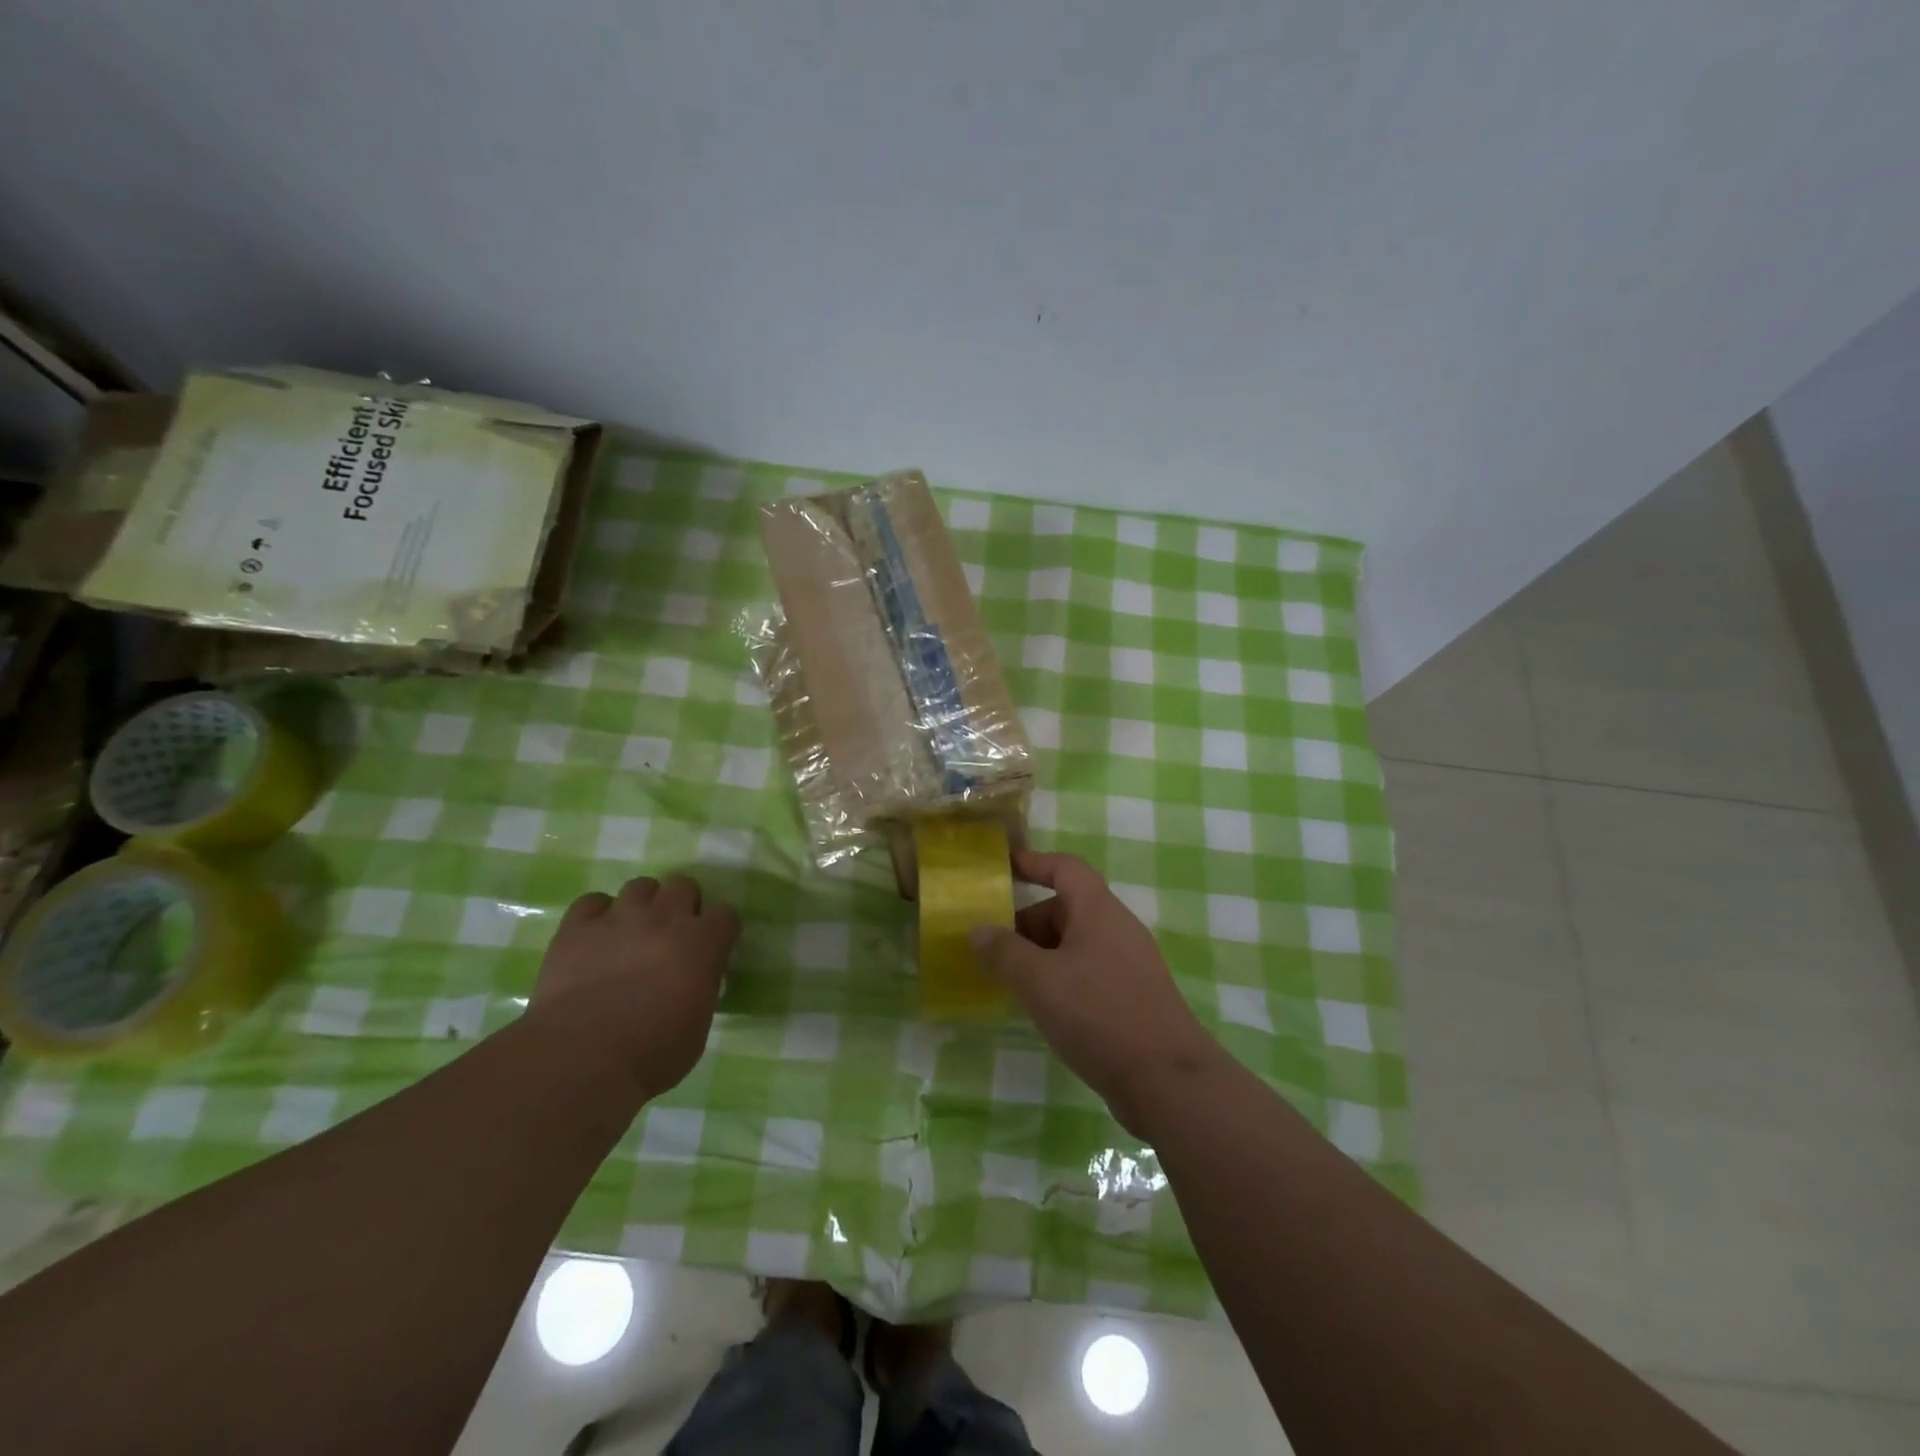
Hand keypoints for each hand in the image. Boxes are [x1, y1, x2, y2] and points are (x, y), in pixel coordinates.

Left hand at [530, 874, 740, 1096]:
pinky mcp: (577, 928)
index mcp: (703, 943)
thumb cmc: (653, 1053)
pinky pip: (591, 902)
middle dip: (681, 906)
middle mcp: (665, 918)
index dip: (719, 931)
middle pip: (683, 886)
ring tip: (632, 933)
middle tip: (671, 936)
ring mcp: (619, 918)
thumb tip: (692, 983)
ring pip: (640, 886)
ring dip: (642, 906)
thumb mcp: (699, 1025)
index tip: (711, 950)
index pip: (725, 915)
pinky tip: (594, 938)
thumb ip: (701, 989)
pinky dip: (596, 915)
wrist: (582, 1058)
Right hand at [969, 850, 1224, 1134]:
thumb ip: (1004, 952)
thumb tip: (978, 930)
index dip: (1033, 862)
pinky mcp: (1133, 998)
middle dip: (1028, 923)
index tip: (1002, 868)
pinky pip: (1089, 973)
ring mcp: (1129, 965)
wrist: (1168, 1081)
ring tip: (1011, 982)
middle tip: (993, 949)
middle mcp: (1117, 929)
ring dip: (1041, 955)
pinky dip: (1061, 979)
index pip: (1065, 868)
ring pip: (1076, 944)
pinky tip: (1044, 1009)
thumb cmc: (1099, 1015)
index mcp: (1098, 911)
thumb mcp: (1039, 980)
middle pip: (1067, 908)